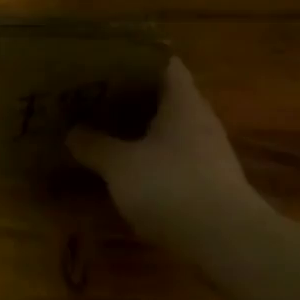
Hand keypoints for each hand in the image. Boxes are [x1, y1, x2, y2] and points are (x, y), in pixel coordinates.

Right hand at [67, 59, 259, 246]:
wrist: (226, 241)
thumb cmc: (171, 187)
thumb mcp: (120, 166)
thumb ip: (94, 145)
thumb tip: (72, 132)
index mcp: (183, 101)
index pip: (163, 62)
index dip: (134, 58)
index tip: (104, 63)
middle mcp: (200, 119)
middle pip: (164, 96)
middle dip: (130, 96)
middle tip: (93, 97)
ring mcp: (209, 151)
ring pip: (169, 128)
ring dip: (140, 129)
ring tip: (104, 130)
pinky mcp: (210, 181)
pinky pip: (175, 156)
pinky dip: (151, 156)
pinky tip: (128, 168)